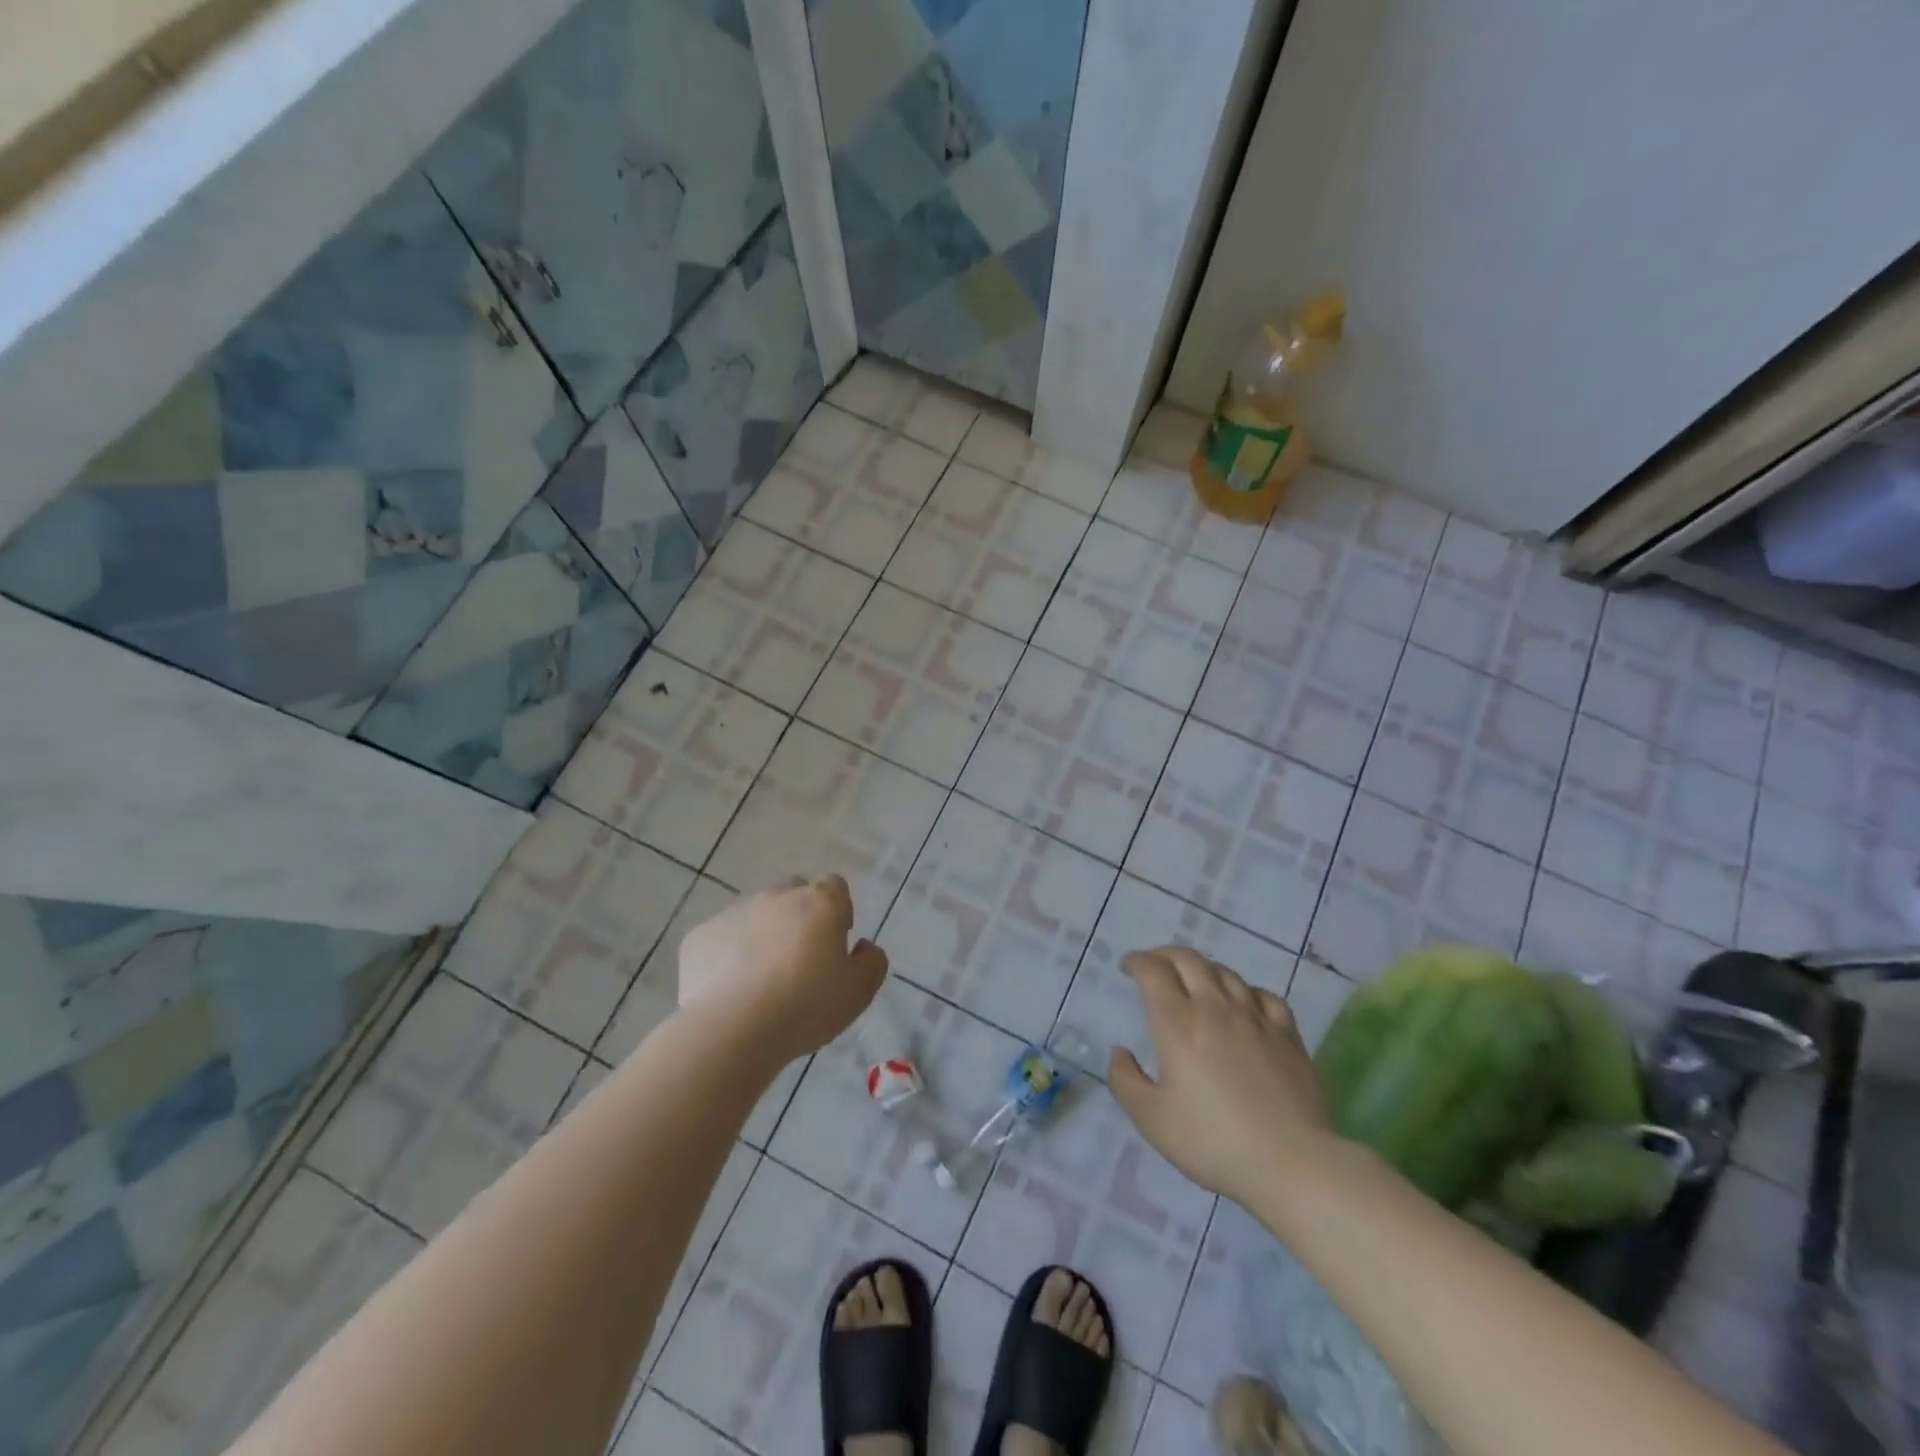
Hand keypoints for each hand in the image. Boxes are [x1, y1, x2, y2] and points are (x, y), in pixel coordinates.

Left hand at [677, 875, 887, 1063]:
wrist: (731, 1030)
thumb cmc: (805, 1006)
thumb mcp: (859, 992)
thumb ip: (872, 962)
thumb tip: (863, 946)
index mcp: (819, 902)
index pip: (835, 887)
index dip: (838, 912)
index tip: (834, 945)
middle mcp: (775, 896)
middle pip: (793, 894)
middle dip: (798, 918)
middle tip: (799, 961)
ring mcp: (733, 913)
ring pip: (754, 914)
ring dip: (762, 935)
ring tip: (760, 981)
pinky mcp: (699, 937)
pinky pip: (721, 939)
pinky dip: (727, 955)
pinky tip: (730, 990)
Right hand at [1109, 946, 1336, 1204]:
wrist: (1291, 1163)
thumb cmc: (1213, 1142)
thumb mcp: (1152, 1120)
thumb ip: (1125, 1081)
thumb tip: (1119, 1052)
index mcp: (1178, 1023)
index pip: (1153, 970)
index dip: (1136, 961)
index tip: (1127, 968)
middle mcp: (1214, 1008)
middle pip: (1188, 959)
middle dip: (1165, 955)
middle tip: (1154, 966)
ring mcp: (1255, 1017)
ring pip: (1225, 972)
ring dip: (1202, 969)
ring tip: (1194, 982)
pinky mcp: (1287, 1034)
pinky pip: (1264, 995)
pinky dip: (1245, 990)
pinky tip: (1243, 1003)